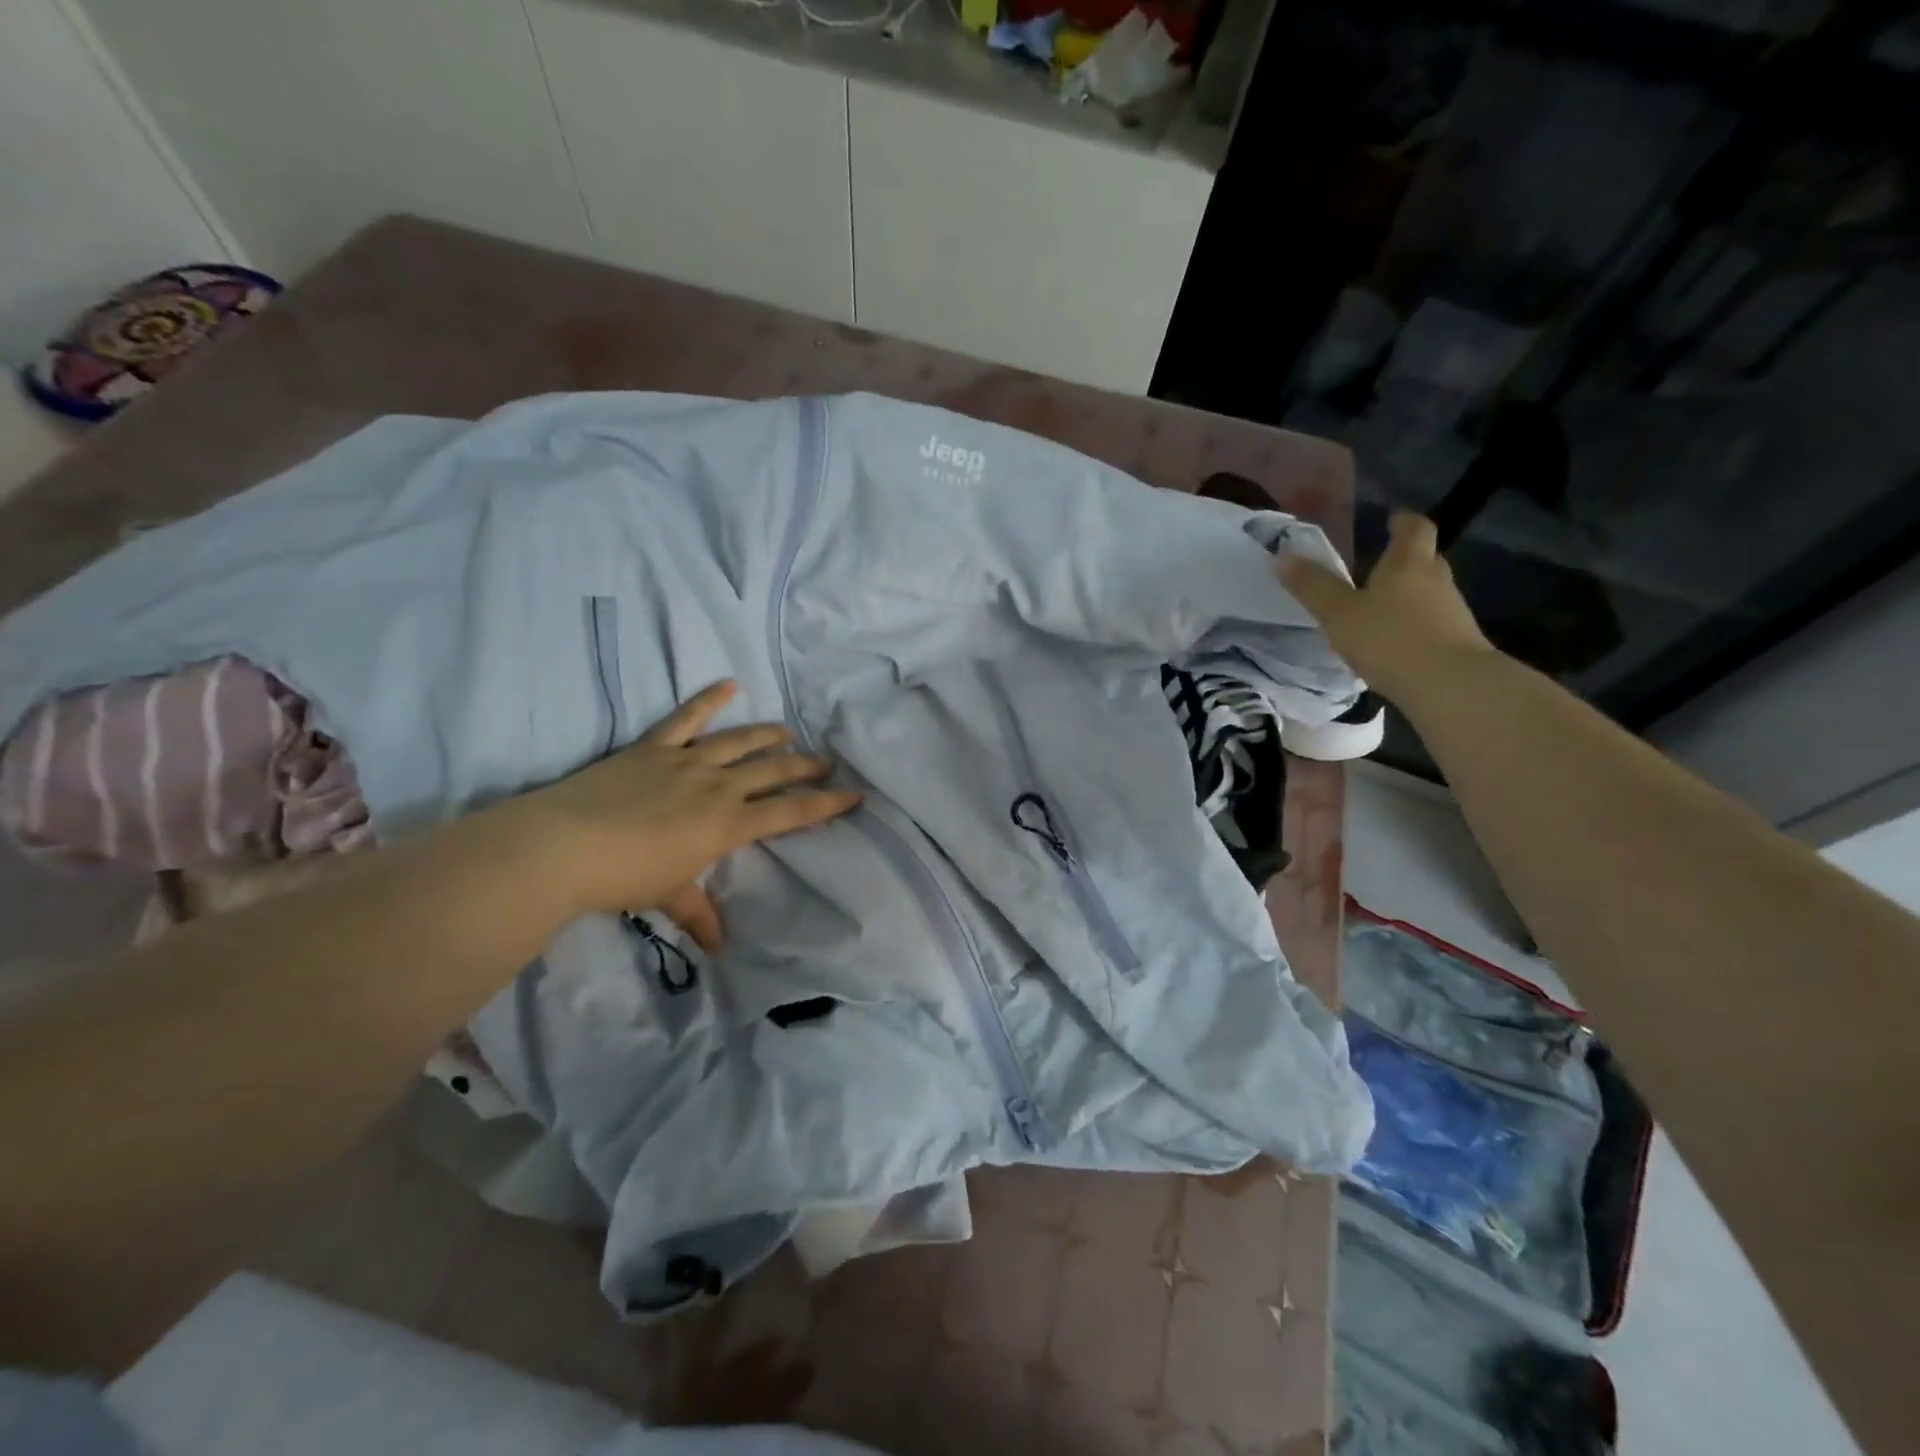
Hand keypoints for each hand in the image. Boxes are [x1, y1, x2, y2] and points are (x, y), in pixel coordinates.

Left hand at [494, 681, 860, 947]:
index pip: (790, 813)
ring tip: (788, 734)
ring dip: (769, 736)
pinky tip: (729, 684)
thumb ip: (699, 914)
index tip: (854, 795)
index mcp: (728, 824)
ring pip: (740, 741)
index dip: (826, 804)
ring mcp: (687, 761)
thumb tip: (720, 948)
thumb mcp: (669, 896)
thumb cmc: (623, 877)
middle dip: (805, 767)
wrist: (563, 846)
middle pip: (774, 771)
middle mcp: (718, 786)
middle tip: (826, 763)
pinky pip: (687, 717)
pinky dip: (709, 699)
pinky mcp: (654, 747)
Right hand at [1278, 510, 1495, 702]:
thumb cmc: (1390, 639)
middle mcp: (1435, 578)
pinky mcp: (1457, 640)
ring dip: (1406, 593)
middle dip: (1402, 558)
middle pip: (1423, 558)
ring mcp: (1451, 610)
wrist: (1450, 685)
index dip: (1401, 520)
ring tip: (1377, 606)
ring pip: (1427, 590)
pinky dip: (1412, 622)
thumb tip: (1283, 555)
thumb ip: (1312, 586)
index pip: (1413, 527)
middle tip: (1375, 564)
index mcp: (1408, 563)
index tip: (1390, 518)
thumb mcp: (1339, 614)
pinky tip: (1392, 640)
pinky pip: (1431, 620)